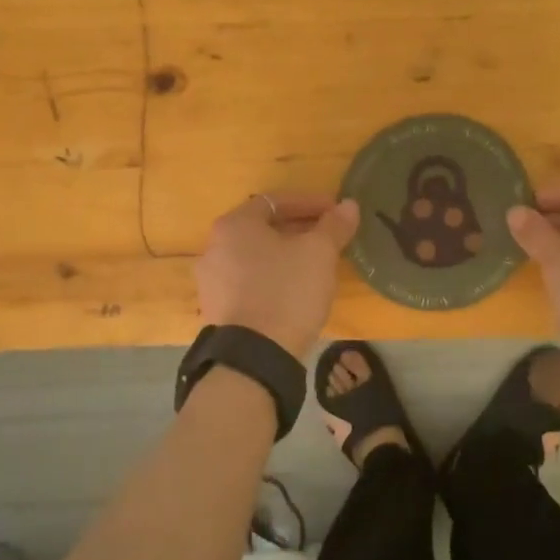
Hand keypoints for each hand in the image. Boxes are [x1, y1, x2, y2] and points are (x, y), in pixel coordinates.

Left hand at [195, 192, 360, 358]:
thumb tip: (348, 205)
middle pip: (262, 229)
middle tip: (328, 239)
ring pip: (255, 258)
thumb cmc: (286, 291)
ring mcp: (211, 282)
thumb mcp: (319, 254)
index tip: (335, 213)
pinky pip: (248, 284)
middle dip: (298, 230)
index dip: (309, 203)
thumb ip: (334, 226)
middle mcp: (214, 248)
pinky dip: (272, 280)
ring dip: (285, 256)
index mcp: (234, 225)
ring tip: (315, 267)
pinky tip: (294, 293)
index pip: (275, 201)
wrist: (254, 358)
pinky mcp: (216, 311)